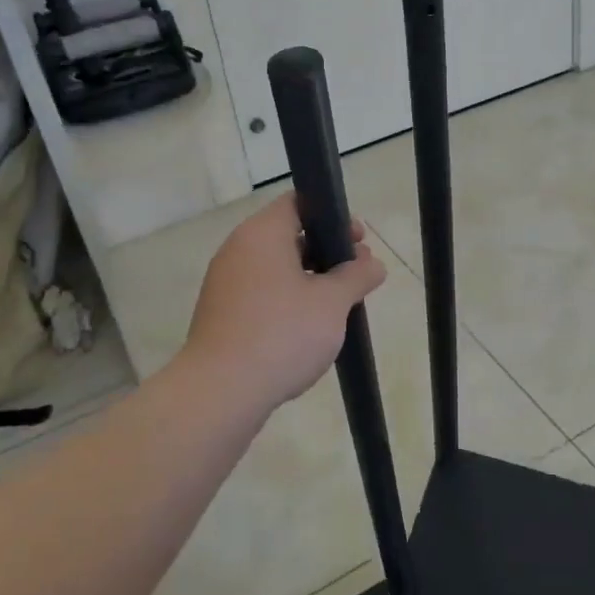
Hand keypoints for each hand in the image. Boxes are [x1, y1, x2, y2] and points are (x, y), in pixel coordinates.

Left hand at [181, 195, 388, 411]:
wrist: (220, 392)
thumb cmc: (282, 333)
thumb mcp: (332, 303)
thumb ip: (357, 276)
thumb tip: (373, 264)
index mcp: (262, 233)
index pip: (299, 203)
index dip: (333, 216)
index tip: (358, 240)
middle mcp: (238, 249)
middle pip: (288, 235)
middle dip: (326, 251)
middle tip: (357, 273)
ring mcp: (225, 283)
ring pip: (275, 267)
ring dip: (309, 278)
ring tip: (338, 305)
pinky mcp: (221, 314)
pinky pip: (261, 293)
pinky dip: (287, 299)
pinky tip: (308, 327)